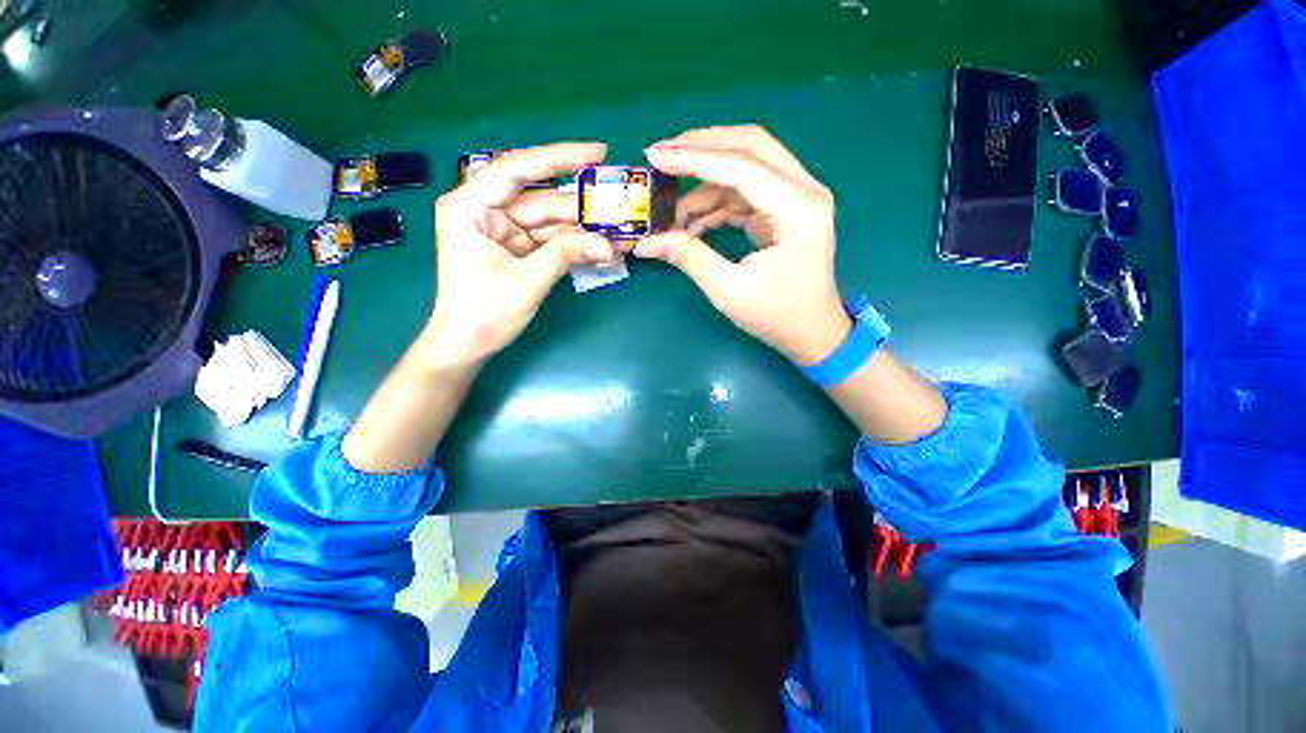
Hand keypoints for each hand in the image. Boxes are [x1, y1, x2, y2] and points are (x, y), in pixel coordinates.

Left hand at [426, 142, 616, 366]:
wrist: (468, 345)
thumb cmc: (484, 311)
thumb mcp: (527, 280)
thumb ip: (567, 255)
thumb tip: (609, 244)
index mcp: (471, 206)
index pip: (517, 169)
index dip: (559, 158)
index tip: (598, 153)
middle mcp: (487, 210)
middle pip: (542, 199)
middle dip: (582, 206)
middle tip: (620, 204)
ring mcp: (504, 230)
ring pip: (551, 221)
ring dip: (584, 228)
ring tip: (619, 230)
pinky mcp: (517, 248)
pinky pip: (551, 240)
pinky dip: (575, 244)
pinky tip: (601, 245)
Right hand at [633, 125, 850, 364]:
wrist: (814, 333)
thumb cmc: (778, 316)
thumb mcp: (729, 290)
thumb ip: (689, 257)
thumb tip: (647, 243)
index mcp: (797, 209)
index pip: (740, 166)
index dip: (693, 158)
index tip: (654, 156)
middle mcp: (803, 191)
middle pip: (750, 146)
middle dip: (702, 147)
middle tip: (662, 156)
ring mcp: (797, 198)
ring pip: (747, 165)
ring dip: (706, 180)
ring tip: (671, 206)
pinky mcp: (786, 210)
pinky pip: (746, 192)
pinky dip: (717, 201)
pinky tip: (692, 222)